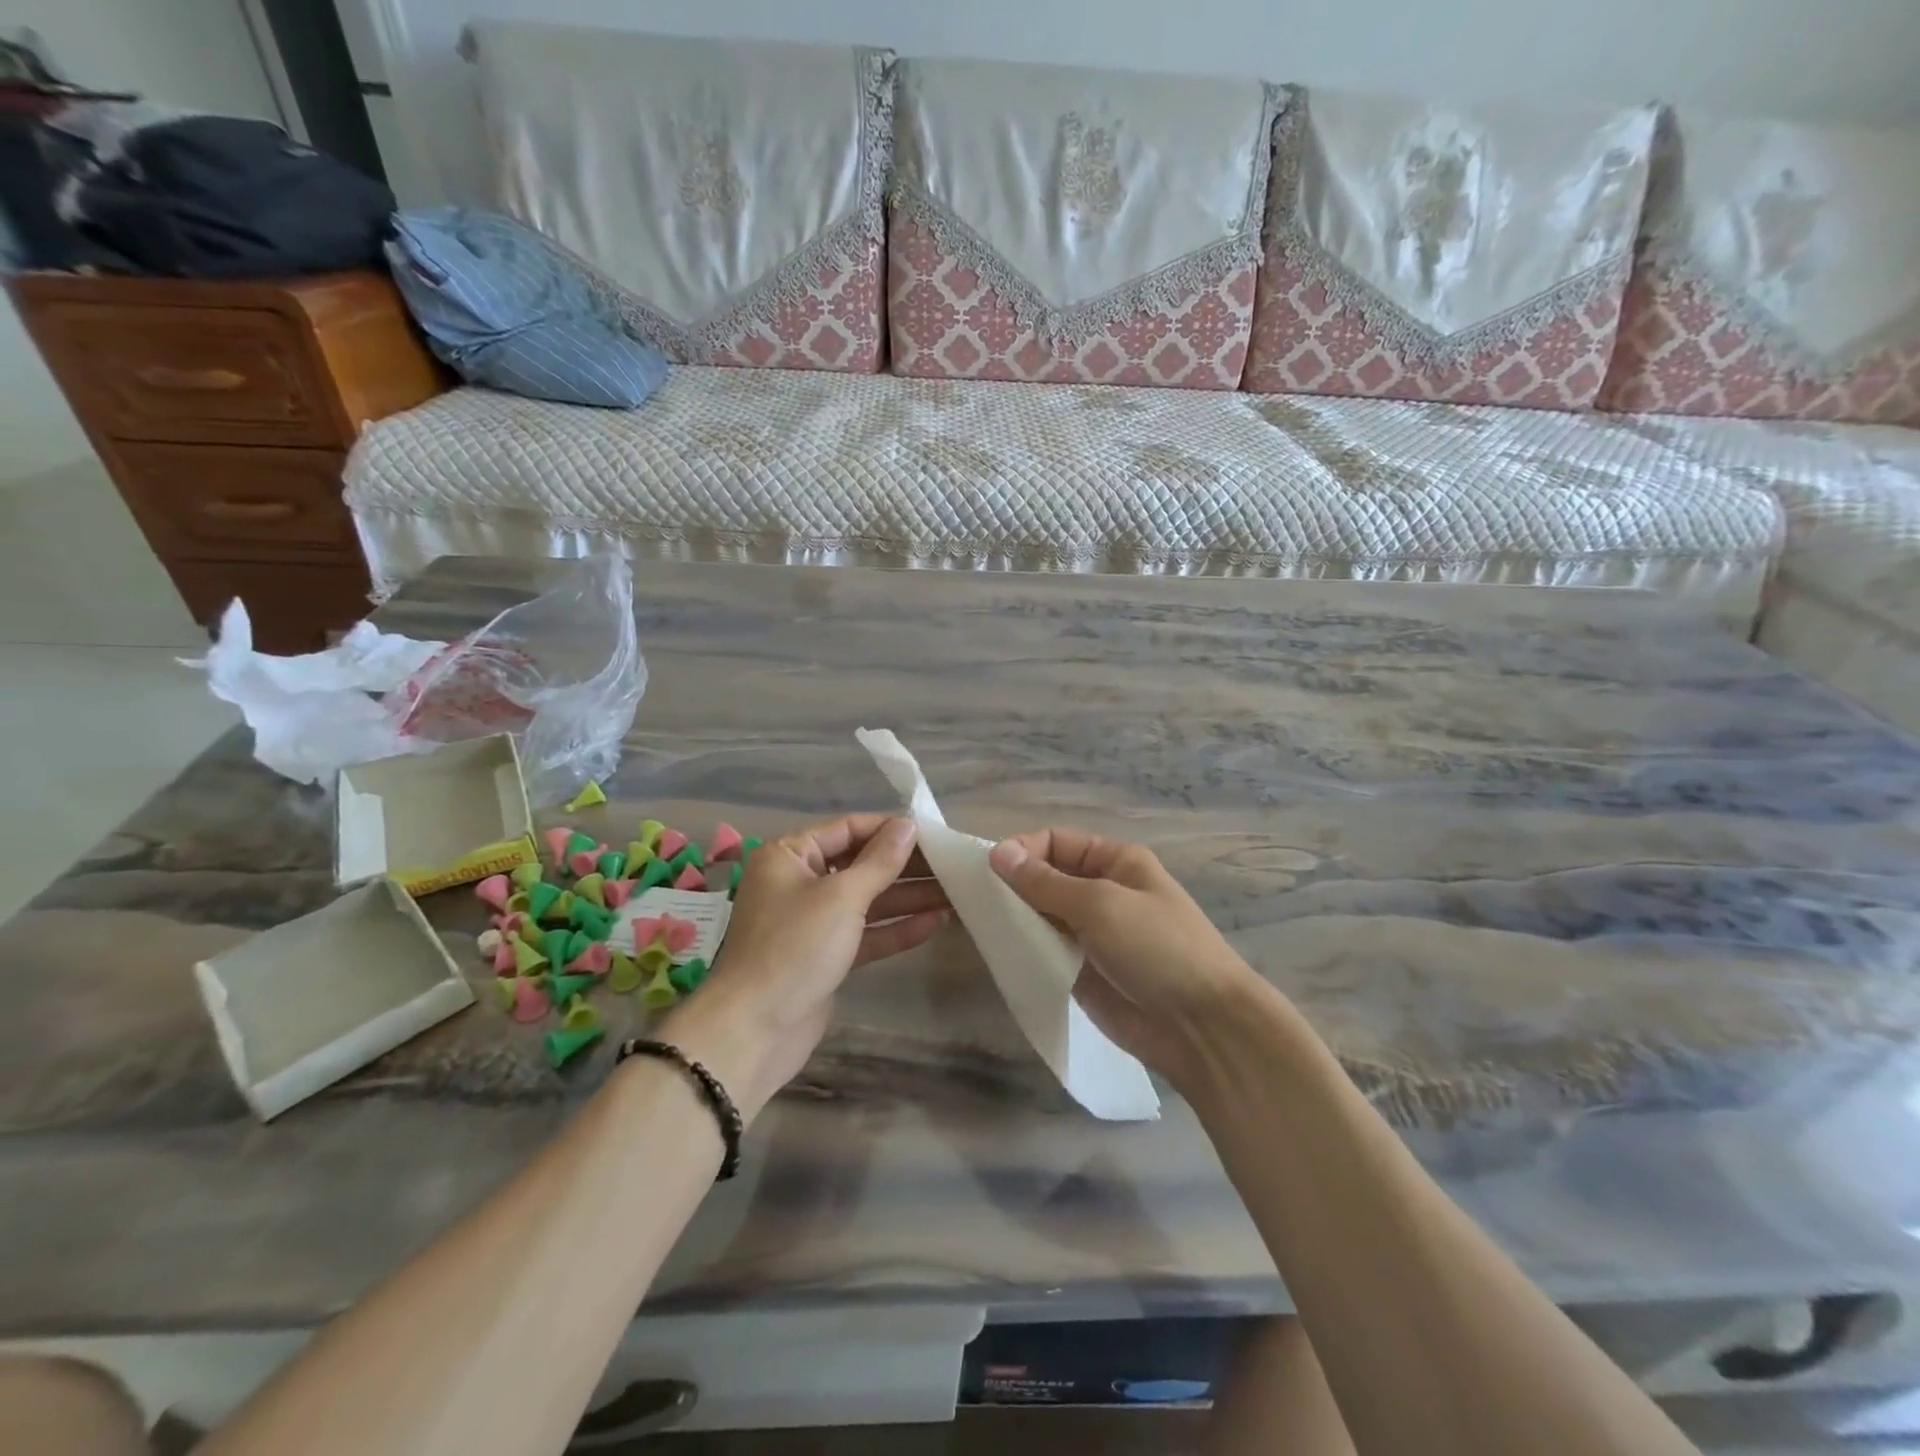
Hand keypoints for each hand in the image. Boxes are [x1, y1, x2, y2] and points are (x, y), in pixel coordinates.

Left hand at [660, 814, 947, 1121]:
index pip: (849, 829)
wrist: (755, 1030)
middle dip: (906, 867)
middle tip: (953, 866)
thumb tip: (908, 825)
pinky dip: (896, 928)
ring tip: (956, 893)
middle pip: (861, 865)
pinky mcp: (826, 955)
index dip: (891, 830)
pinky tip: (935, 923)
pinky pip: (865, 933)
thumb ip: (879, 861)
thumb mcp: (841, 897)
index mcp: (790, 855)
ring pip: (868, 901)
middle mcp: (800, 882)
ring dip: (908, 897)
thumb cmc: (795, 947)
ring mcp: (813, 921)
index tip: (934, 833)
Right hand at [988, 830, 1266, 1088]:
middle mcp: (1102, 891)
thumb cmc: (1158, 949)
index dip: (1022, 851)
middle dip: (1012, 885)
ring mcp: (1092, 933)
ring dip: (1015, 918)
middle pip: (1045, 877)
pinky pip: (1047, 950)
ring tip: (980, 927)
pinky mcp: (1083, 971)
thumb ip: (1045, 883)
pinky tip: (1000, 953)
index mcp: (1115, 862)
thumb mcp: (1101, 905)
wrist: (1202, 1027)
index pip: (1056, 842)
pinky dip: (1024, 948)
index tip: (987, 872)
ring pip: (1041, 915)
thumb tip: (997, 853)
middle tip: (972, 903)